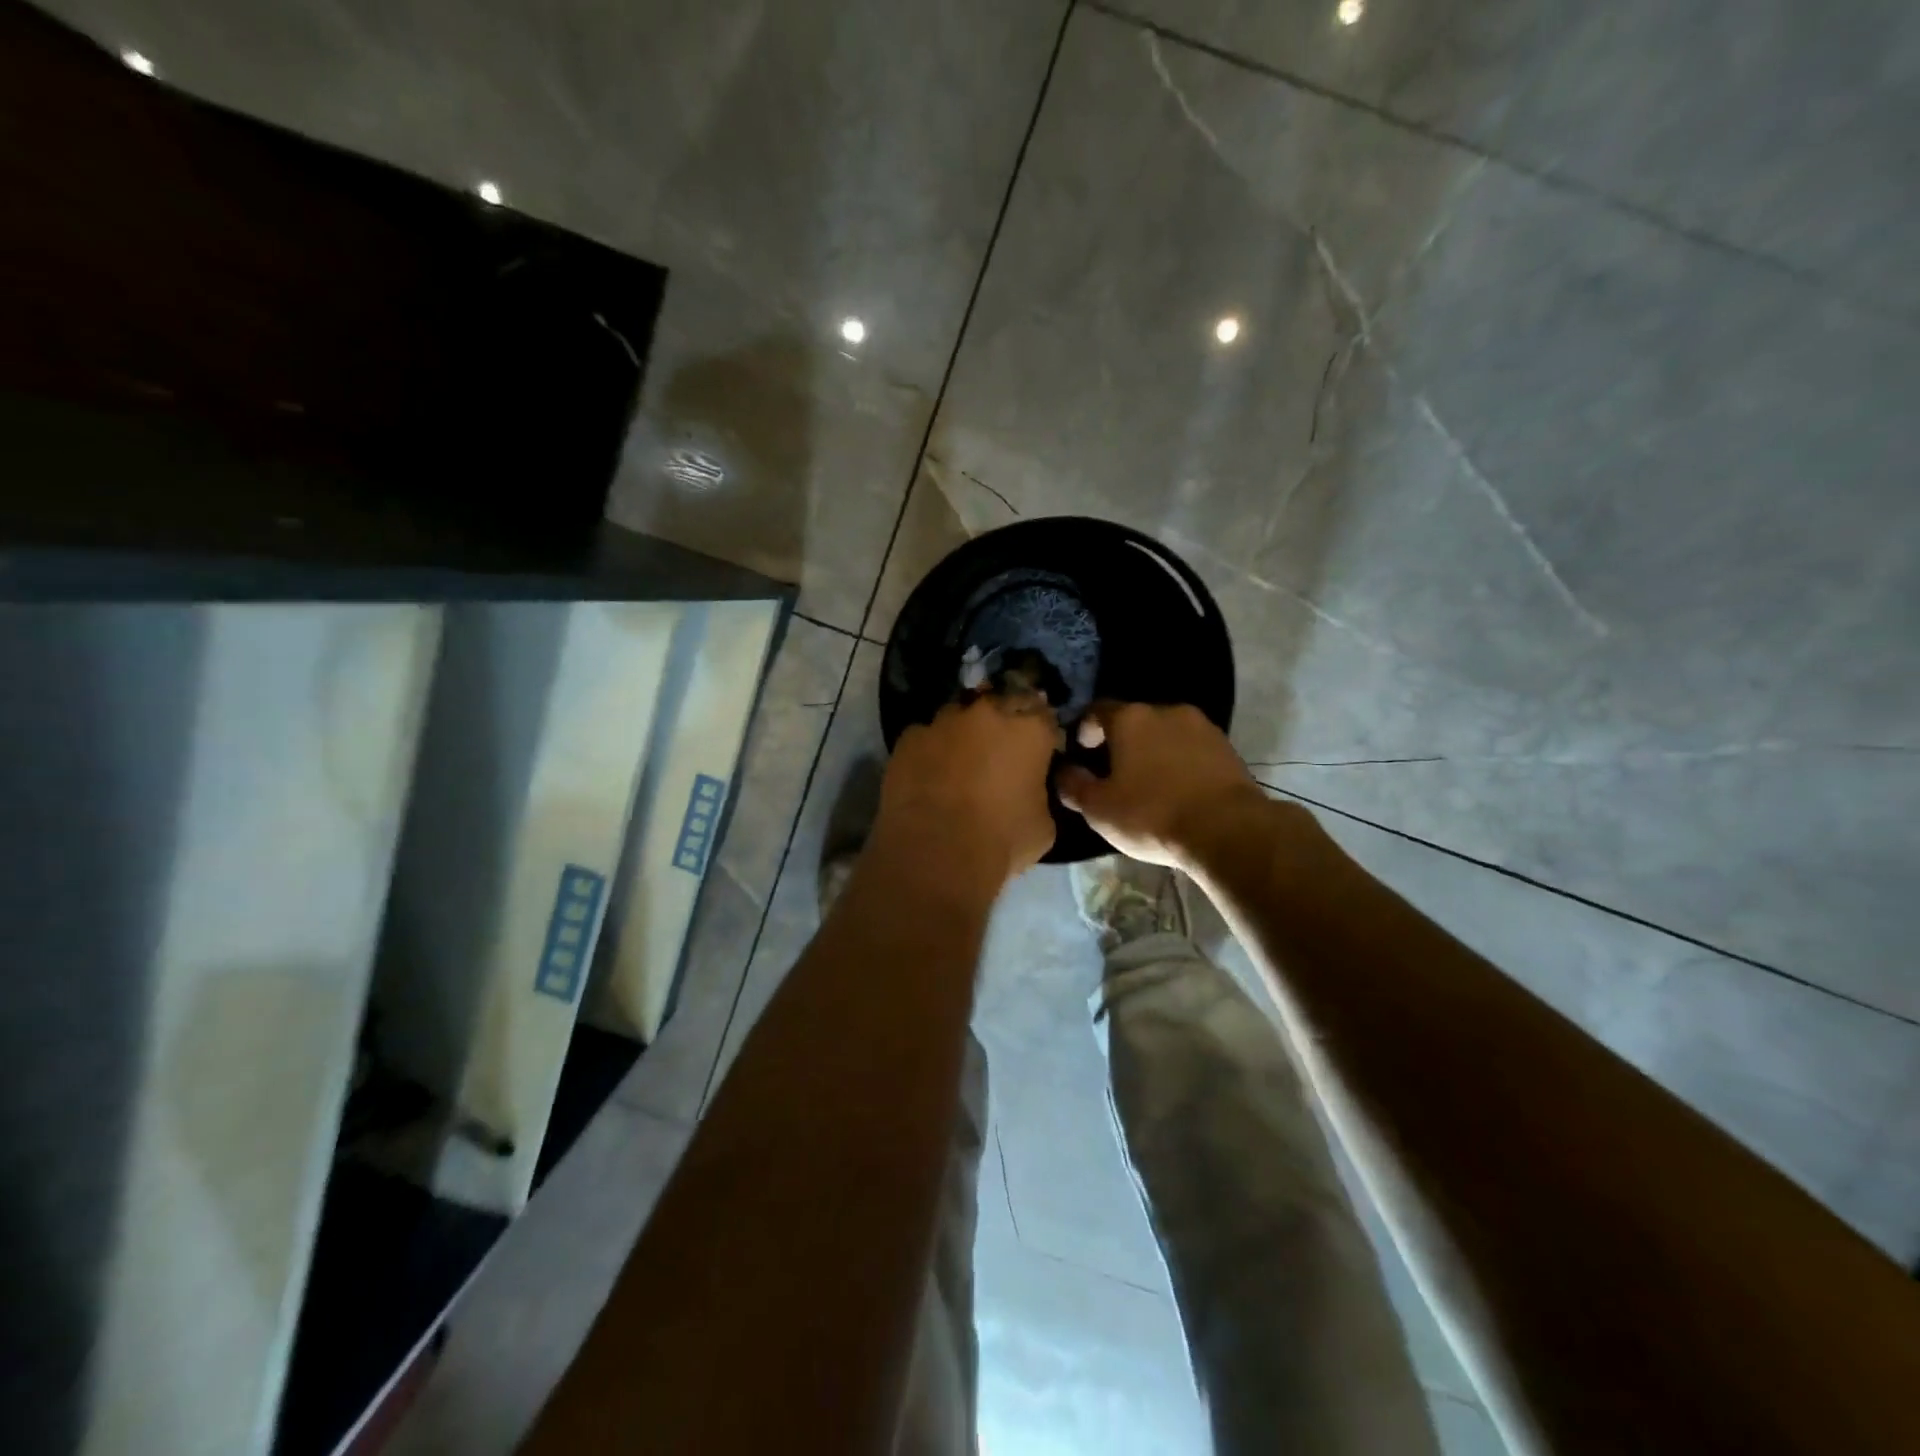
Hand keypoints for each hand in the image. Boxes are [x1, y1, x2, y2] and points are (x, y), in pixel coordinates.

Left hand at [875, 690, 1063, 885]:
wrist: (936, 851)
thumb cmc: (1001, 840)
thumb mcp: (1043, 825)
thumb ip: (1040, 795)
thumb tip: (1031, 793)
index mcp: (1030, 729)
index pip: (1044, 716)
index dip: (1041, 733)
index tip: (1038, 750)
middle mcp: (988, 713)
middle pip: (1001, 704)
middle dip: (1002, 722)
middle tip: (999, 750)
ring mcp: (944, 721)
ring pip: (958, 716)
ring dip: (963, 732)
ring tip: (959, 760)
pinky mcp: (909, 737)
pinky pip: (925, 737)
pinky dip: (930, 749)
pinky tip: (928, 773)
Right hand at [1057, 702, 1268, 869]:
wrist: (1227, 829)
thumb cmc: (1152, 814)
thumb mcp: (1098, 808)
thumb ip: (1073, 785)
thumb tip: (1063, 772)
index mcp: (1129, 718)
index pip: (1096, 710)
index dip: (1084, 729)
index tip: (1081, 752)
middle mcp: (1165, 710)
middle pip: (1133, 720)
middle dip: (1121, 741)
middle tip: (1113, 771)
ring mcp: (1201, 726)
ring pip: (1165, 732)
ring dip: (1153, 750)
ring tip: (1148, 781)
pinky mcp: (1227, 746)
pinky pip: (1191, 747)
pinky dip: (1179, 761)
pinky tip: (1177, 787)